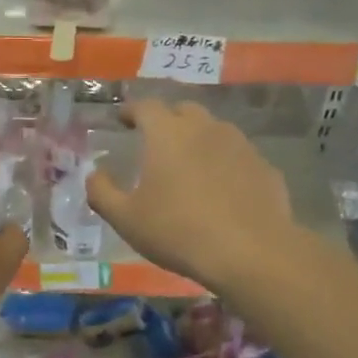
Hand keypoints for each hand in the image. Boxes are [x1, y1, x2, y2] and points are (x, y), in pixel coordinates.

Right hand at [86, 101, 298, 294]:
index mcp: (167, 133)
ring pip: (214, 130)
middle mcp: (205, 127)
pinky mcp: (263, 166)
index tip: (123, 119)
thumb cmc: (178, 231)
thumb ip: (102, 192)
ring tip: (189, 165)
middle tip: (156, 141)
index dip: (131, 110)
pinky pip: (237, 156)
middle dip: (167, 120)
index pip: (145, 106)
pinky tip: (221, 189)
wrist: (250, 252)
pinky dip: (224, 164)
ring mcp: (240, 144)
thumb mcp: (126, 219)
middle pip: (183, 110)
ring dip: (198, 140)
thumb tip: (93, 174)